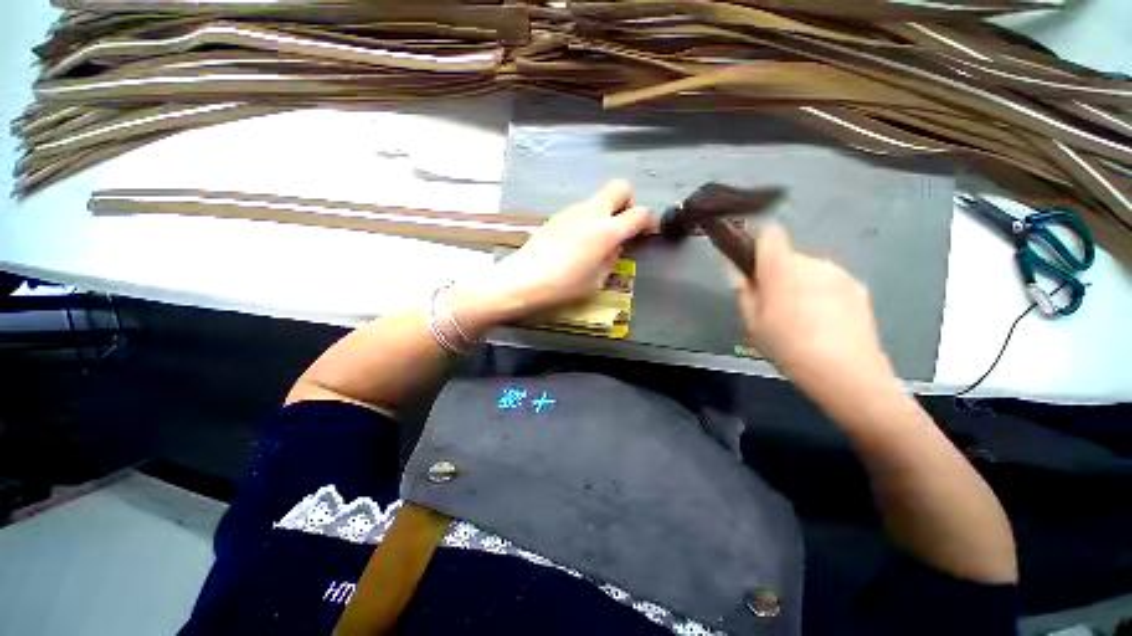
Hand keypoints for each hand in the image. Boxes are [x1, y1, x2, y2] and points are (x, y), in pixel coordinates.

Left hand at [454, 180, 656, 328]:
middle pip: (620, 187)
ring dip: (605, 213)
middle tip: (623, 226)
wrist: (524, 280)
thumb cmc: (564, 286)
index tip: (649, 231)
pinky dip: (587, 220)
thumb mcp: (598, 279)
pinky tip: (577, 242)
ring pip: (598, 199)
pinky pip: (580, 211)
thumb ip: (612, 257)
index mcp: (607, 231)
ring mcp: (571, 211)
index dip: (650, 221)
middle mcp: (591, 213)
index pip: (639, 214)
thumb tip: (616, 244)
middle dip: (628, 201)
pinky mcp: (556, 216)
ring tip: (596, 240)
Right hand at [733, 223, 897, 405]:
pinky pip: (829, 281)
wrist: (845, 372)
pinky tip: (823, 321)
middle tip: (774, 305)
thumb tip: (741, 275)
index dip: (757, 246)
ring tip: (801, 317)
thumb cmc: (787, 347)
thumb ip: (744, 293)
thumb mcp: (751, 323)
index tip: (752, 267)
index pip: (769, 236)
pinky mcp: (857, 285)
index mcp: (781, 270)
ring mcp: (838, 273)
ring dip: (800, 284)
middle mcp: (811, 263)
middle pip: (787, 257)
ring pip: (809, 270)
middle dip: (777, 274)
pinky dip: (821, 293)